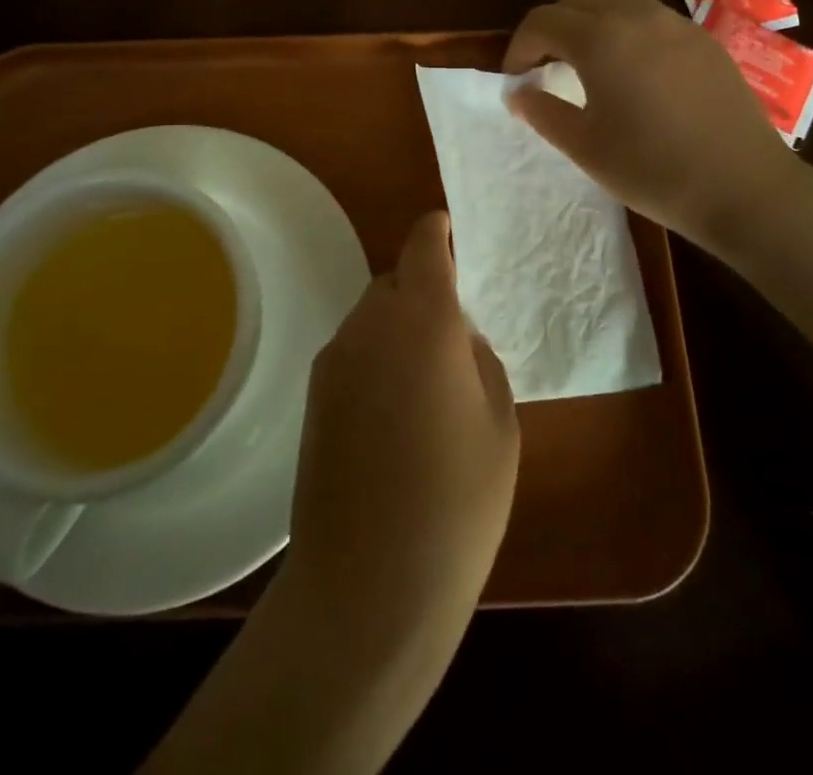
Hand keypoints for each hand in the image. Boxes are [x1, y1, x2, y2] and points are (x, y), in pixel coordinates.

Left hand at [287, 211, 518, 655]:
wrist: (369, 585)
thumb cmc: (456, 502)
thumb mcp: (499, 425)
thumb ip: (479, 361)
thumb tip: (457, 339)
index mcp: (423, 319)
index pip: (422, 245)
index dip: (436, 229)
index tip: (448, 227)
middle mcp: (370, 324)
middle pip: (395, 281)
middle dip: (422, 292)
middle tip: (452, 336)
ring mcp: (334, 359)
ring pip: (372, 317)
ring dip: (397, 328)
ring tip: (424, 385)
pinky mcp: (313, 395)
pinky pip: (353, 352)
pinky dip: (375, 359)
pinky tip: (392, 416)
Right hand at [502, 0, 809, 244]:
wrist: (742, 187)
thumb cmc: (652, 169)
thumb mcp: (584, 146)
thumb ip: (542, 112)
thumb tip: (517, 92)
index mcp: (599, 38)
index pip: (542, 21)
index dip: (519, 46)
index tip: (517, 78)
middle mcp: (635, 16)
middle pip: (576, 1)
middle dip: (552, 29)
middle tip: (546, 68)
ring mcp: (675, 23)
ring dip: (589, 19)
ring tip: (588, 60)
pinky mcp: (703, 38)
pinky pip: (650, 13)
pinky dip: (626, 26)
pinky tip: (634, 69)